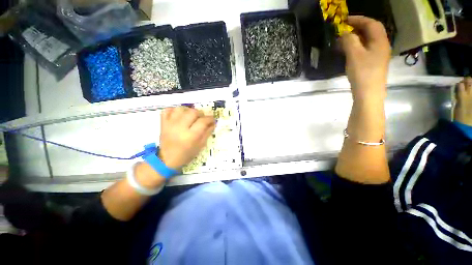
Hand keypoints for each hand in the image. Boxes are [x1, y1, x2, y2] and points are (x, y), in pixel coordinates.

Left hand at [158, 106, 215, 169]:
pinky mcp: (163, 123)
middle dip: (201, 113)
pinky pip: (167, 110)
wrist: (167, 159)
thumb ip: (207, 133)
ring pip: (181, 109)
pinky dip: (174, 110)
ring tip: (191, 116)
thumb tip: (213, 123)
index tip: (212, 120)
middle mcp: (180, 128)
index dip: (210, 119)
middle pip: (193, 112)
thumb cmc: (187, 154)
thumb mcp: (200, 146)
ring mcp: (170, 124)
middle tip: (202, 118)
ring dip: (188, 110)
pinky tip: (179, 115)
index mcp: (191, 136)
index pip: (203, 121)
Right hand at [340, 16, 390, 99]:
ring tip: (344, 39)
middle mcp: (382, 45)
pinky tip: (349, 50)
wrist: (369, 93)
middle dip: (358, 27)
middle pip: (372, 30)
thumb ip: (349, 41)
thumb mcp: (354, 55)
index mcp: (380, 41)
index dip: (358, 19)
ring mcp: (379, 55)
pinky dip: (357, 46)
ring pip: (368, 40)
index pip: (371, 23)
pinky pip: (366, 49)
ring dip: (357, 37)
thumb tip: (345, 33)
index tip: (344, 19)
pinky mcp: (374, 63)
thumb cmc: (363, 73)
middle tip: (344, 29)